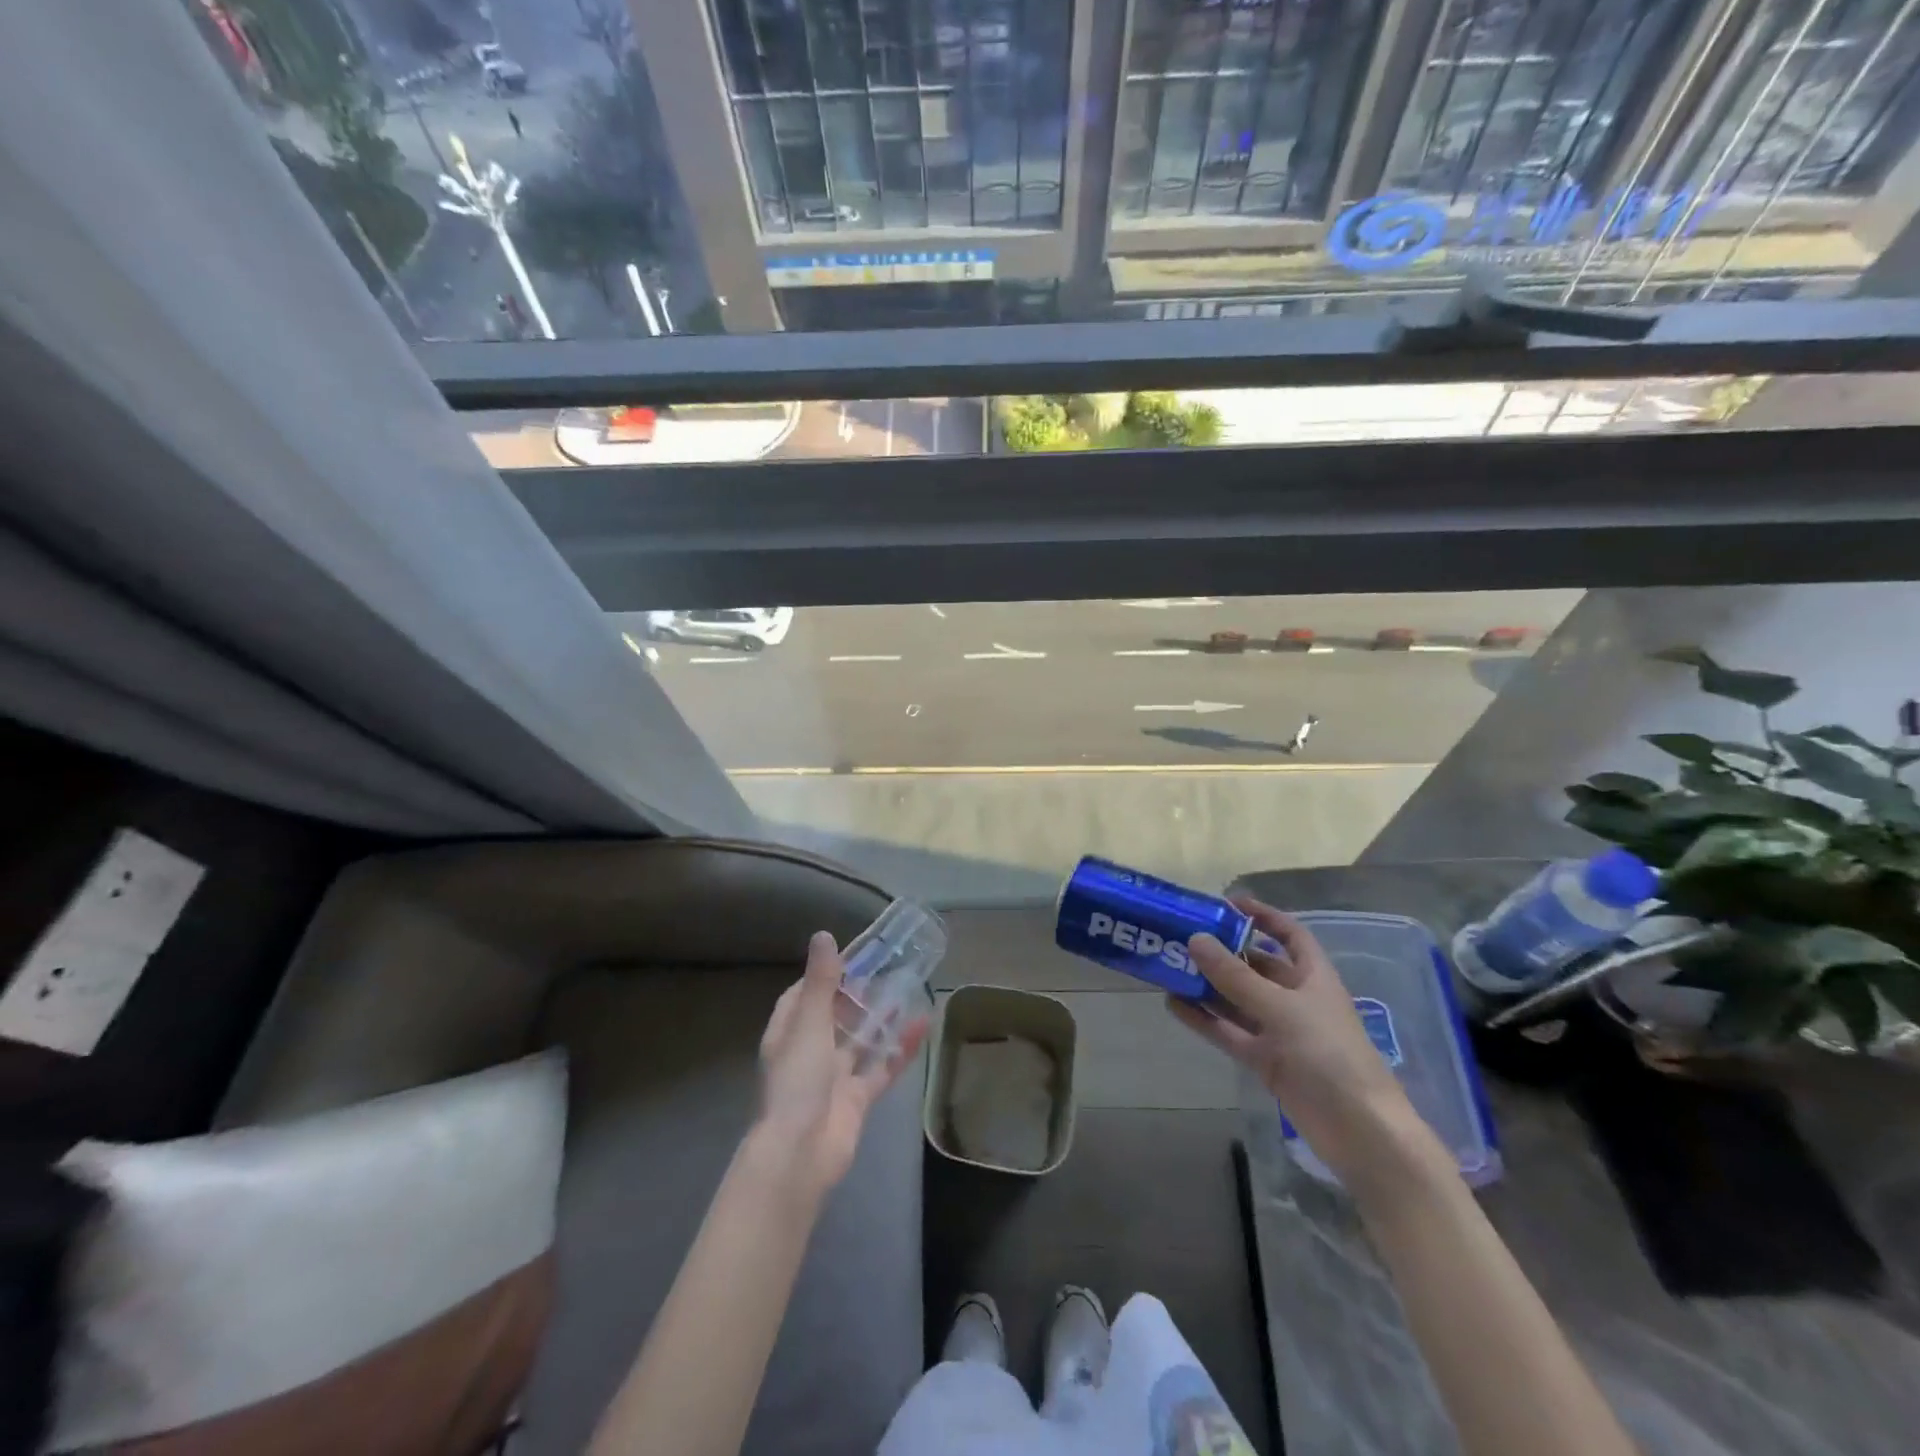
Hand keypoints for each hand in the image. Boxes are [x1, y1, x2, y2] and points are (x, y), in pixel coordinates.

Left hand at [750, 931, 927, 1199]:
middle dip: (857, 997)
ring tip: (909, 991)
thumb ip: (821, 981)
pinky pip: (881, 1068)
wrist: (801, 1153)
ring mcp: (834, 1078)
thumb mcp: (809, 1023)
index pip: (803, 995)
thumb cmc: (798, 1081)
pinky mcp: (857, 1099)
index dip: (824, 976)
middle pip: (834, 1017)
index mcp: (789, 1033)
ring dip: (881, 1020)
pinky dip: (900, 1049)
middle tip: (888, 970)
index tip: (852, 957)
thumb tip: (824, 935)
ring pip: (860, 1042)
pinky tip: (922, 1027)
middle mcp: (809, 1053)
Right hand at [1168, 897, 1426, 1185]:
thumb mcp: (1280, 1008)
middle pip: (1256, 966)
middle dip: (1224, 952)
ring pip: (1238, 999)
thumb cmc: (1329, 1055)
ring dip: (1208, 985)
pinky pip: (1230, 1032)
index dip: (1263, 916)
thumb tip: (1195, 938)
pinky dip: (1205, 1019)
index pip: (1289, 934)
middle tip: (1183, 937)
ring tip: (1169, 967)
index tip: (1227, 903)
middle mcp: (1296, 998)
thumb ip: (1235, 976)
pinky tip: (1174, 1005)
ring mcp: (1280, 1031)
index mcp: (1313, 976)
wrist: (1359, 1131)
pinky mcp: (1267, 1061)